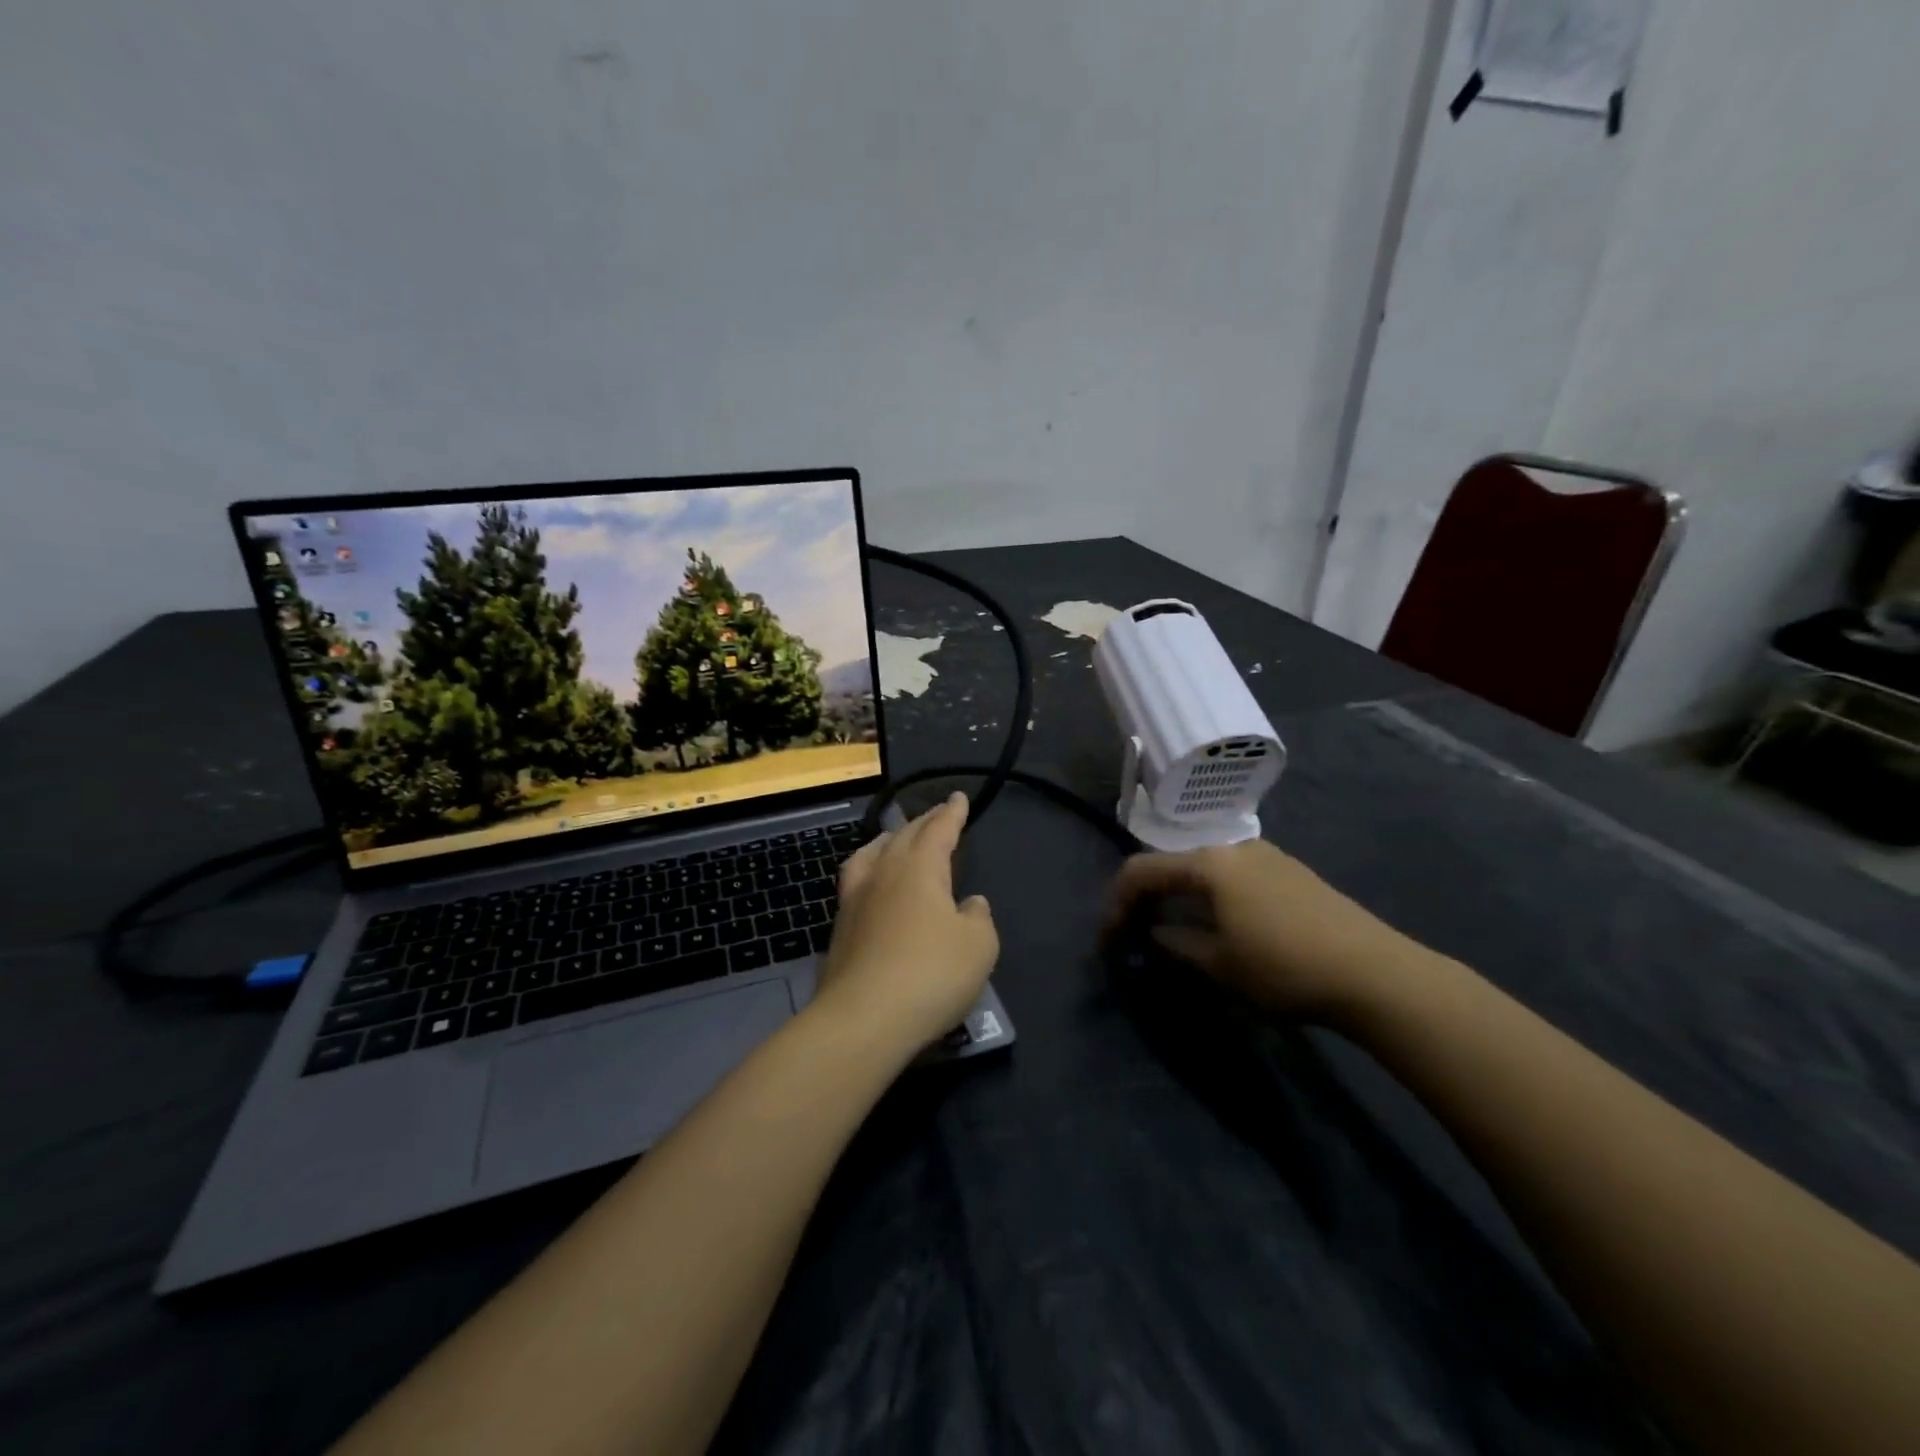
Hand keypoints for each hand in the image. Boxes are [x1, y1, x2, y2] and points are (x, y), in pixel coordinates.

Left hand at [812, 792, 999, 1051]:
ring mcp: (855, 900)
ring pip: (870, 855)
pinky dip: (869, 871)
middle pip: (903, 836)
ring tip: (894, 839)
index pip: (939, 830)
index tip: (958, 798)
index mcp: (920, 868)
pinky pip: (855, 882)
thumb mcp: (979, 946)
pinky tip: (872, 887)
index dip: (951, 813)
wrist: (863, 1019)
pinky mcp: (839, 929)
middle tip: (936, 816)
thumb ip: (978, 917)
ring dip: (887, 841)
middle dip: (923, 823)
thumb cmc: (931, 974)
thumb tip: (969, 903)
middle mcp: (884, 873)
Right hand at [1103, 839, 1419, 1021]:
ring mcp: (1267, 857)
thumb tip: (1155, 934)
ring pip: (1204, 870)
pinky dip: (1210, 897)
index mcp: (1209, 863)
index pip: (1142, 871)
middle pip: (1172, 864)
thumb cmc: (1283, 967)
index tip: (1108, 941)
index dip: (1116, 904)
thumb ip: (1176, 945)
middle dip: (1146, 898)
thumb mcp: (1219, 964)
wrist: (1374, 973)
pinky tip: (1218, 926)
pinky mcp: (1291, 873)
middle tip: (1134, 935)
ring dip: (1179, 897)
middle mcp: (1234, 848)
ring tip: (1173, 932)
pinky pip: (1232, 877)